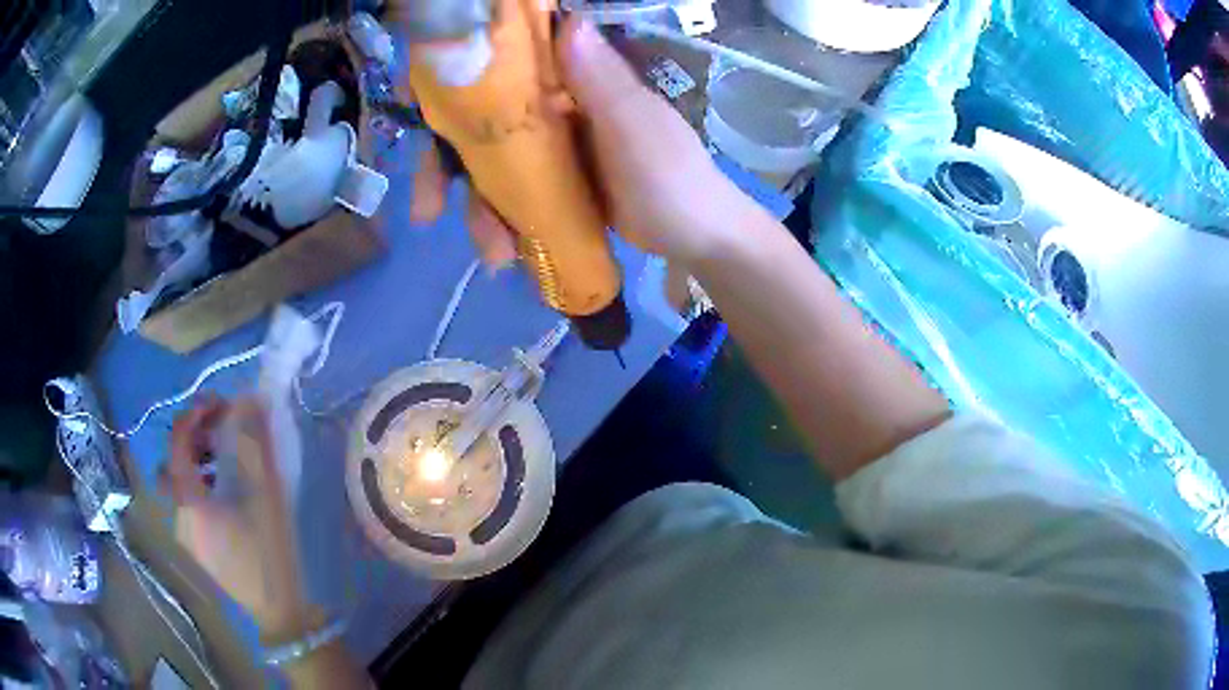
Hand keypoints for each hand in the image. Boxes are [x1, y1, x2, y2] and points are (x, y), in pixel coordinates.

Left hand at [161, 396, 311, 639]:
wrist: (280, 613)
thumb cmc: (271, 553)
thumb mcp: (267, 496)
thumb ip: (255, 444)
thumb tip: (249, 399)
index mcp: (190, 501)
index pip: (178, 441)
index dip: (195, 413)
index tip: (221, 404)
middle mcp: (178, 515)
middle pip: (172, 462)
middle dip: (194, 440)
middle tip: (222, 436)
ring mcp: (184, 535)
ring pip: (179, 485)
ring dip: (197, 464)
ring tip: (227, 465)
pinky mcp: (195, 548)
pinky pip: (188, 505)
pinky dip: (201, 488)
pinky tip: (227, 498)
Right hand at [406, 16, 754, 268]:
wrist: (696, 238)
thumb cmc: (673, 178)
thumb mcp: (637, 129)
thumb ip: (603, 82)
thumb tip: (567, 23)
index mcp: (572, 82)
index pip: (503, 66)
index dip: (455, 82)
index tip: (419, 109)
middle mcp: (554, 107)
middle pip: (480, 125)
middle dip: (445, 166)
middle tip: (427, 208)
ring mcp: (551, 149)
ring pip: (490, 169)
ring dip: (479, 212)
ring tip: (495, 254)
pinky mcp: (553, 185)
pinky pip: (510, 197)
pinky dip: (500, 225)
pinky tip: (506, 255)